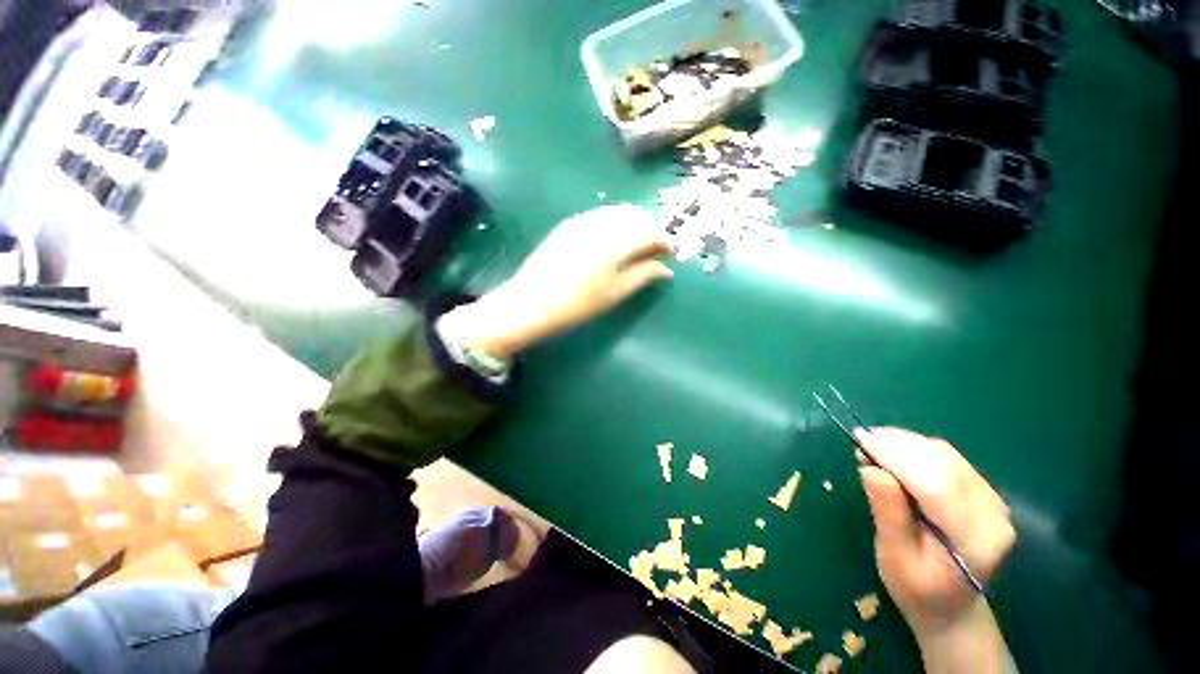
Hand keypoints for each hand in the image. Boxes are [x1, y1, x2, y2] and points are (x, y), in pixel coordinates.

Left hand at [451, 204, 673, 357]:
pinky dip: (613, 223)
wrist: (531, 302)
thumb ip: (643, 275)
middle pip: (635, 217)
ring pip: (617, 213)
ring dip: (632, 225)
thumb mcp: (615, 293)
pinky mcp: (568, 225)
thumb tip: (666, 269)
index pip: (651, 232)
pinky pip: (600, 215)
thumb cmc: (578, 303)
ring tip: (635, 245)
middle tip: (654, 250)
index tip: (670, 253)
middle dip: (649, 230)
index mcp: (617, 241)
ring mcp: (582, 221)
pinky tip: (612, 239)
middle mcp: (602, 223)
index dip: (664, 241)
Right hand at [855, 428, 1015, 672]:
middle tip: (861, 441)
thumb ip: (888, 512)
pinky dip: (917, 450)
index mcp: (976, 541)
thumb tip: (871, 468)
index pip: (937, 486)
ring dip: (906, 444)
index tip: (860, 439)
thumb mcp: (894, 557)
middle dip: (899, 446)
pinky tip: (895, 453)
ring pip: (946, 456)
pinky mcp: (985, 493)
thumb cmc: (916, 589)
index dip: (897, 458)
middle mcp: (994, 516)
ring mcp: (994, 501)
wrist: (952, 607)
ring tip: (872, 446)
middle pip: (944, 464)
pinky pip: (949, 459)